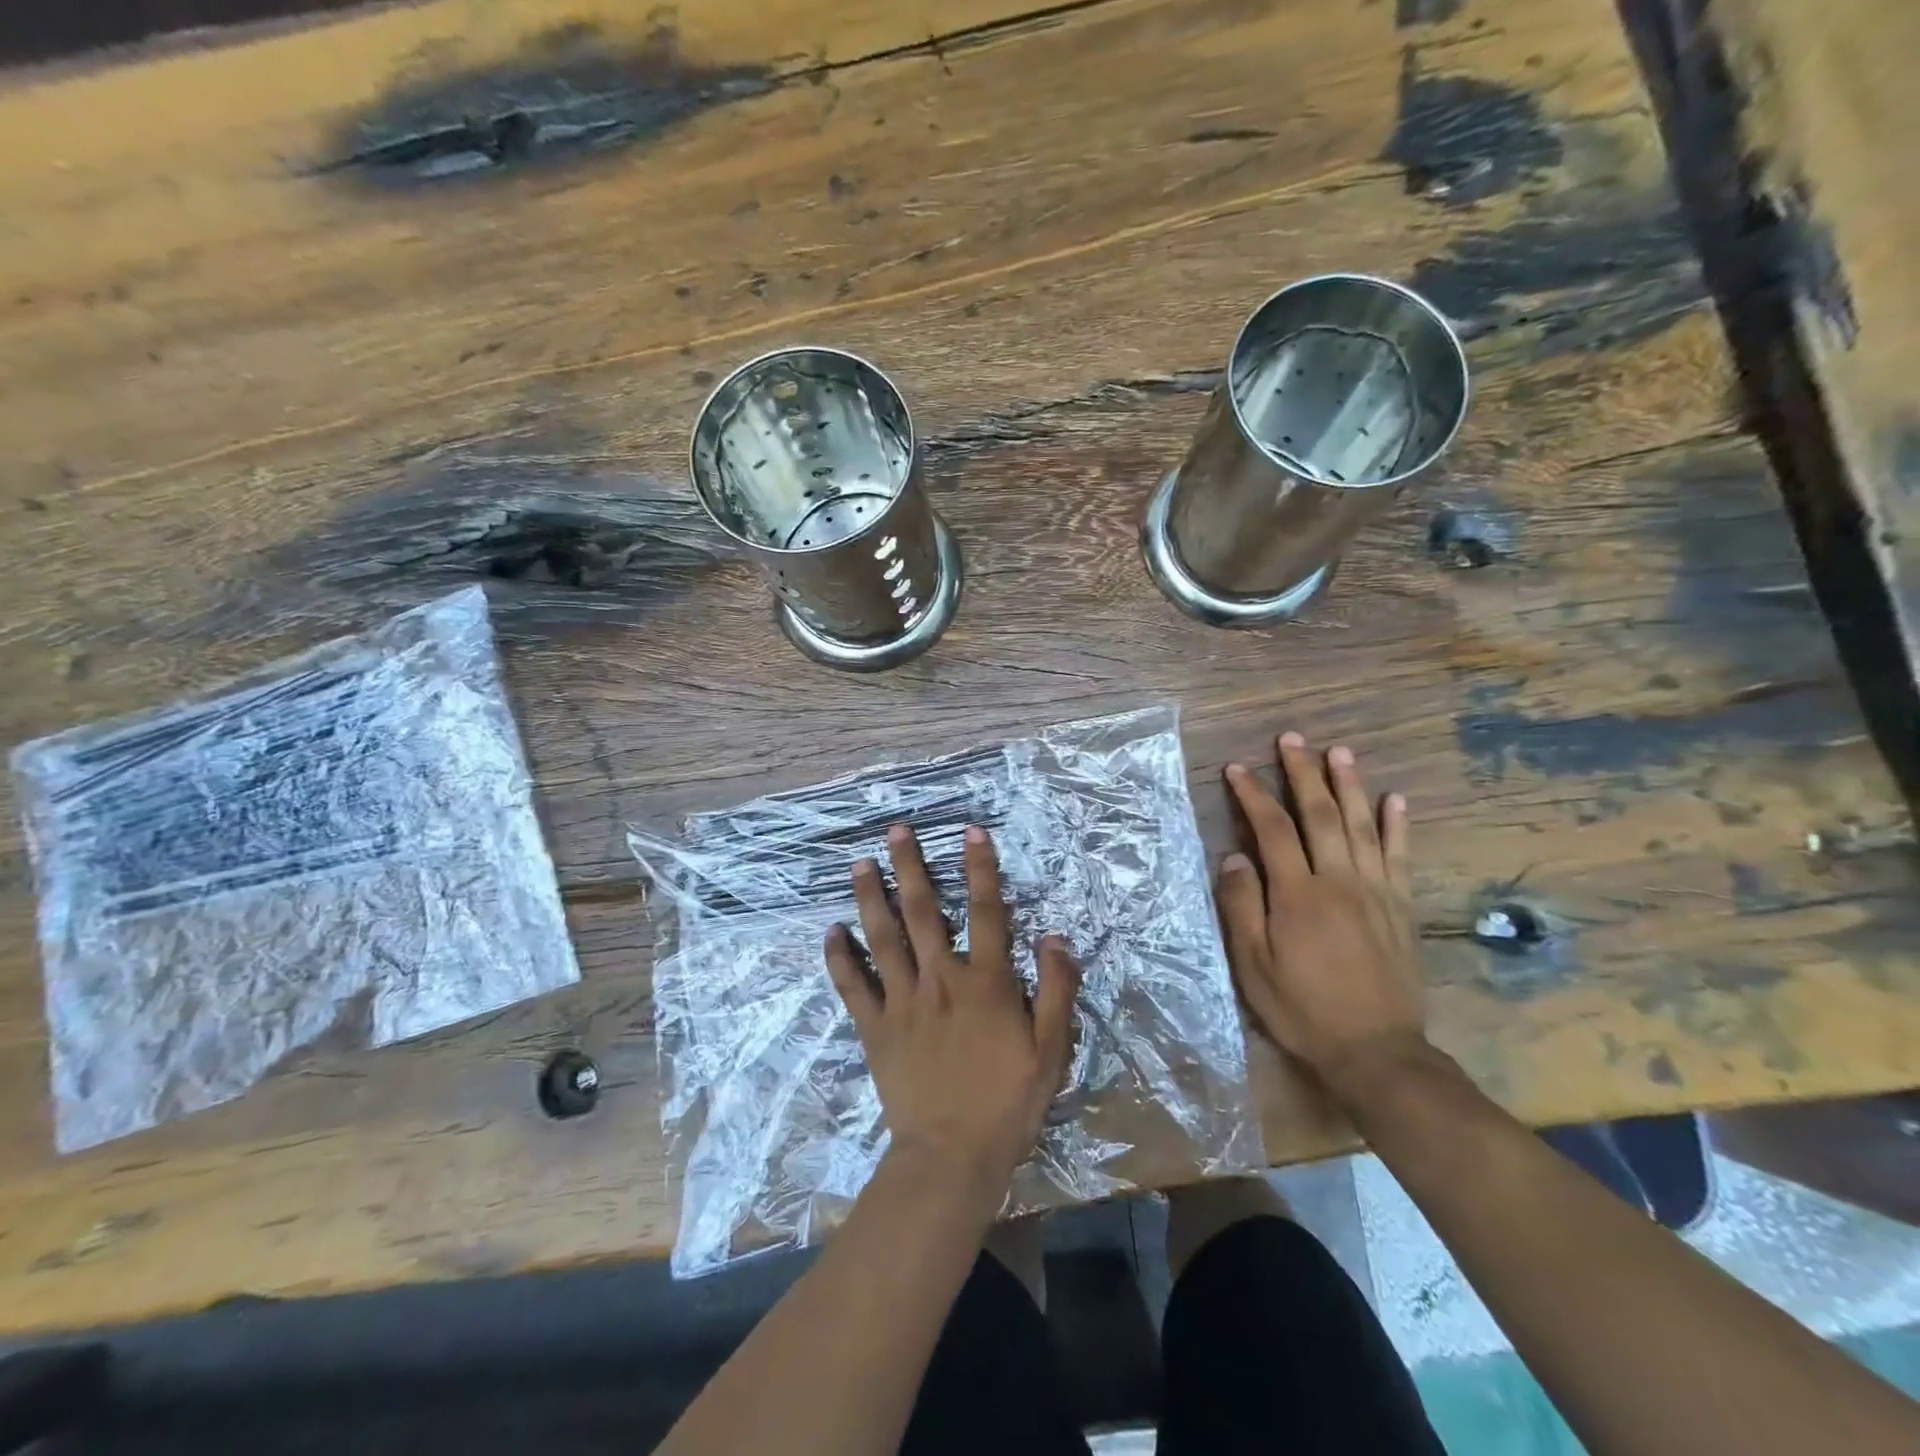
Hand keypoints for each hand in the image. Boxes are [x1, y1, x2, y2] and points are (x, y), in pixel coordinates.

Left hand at [825, 824, 1079, 1212]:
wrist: (952, 1156)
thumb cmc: (1007, 1102)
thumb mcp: (1051, 1050)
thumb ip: (1055, 990)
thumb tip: (1055, 938)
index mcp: (985, 982)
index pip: (987, 912)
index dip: (981, 868)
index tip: (970, 831)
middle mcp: (940, 979)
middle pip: (923, 912)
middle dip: (910, 866)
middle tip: (894, 830)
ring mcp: (902, 1001)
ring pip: (883, 938)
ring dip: (870, 898)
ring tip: (858, 864)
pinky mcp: (875, 1028)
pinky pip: (853, 986)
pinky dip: (840, 957)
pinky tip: (831, 931)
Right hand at [1218, 732, 1427, 1109]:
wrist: (1376, 1051)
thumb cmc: (1303, 1008)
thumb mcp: (1253, 966)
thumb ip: (1243, 908)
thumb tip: (1235, 858)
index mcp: (1298, 894)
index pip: (1272, 830)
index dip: (1253, 795)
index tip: (1238, 768)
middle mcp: (1339, 881)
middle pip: (1320, 815)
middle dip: (1303, 774)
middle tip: (1292, 739)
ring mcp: (1377, 892)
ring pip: (1363, 826)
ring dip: (1350, 785)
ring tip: (1340, 751)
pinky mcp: (1402, 908)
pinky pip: (1401, 857)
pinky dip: (1398, 826)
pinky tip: (1395, 800)